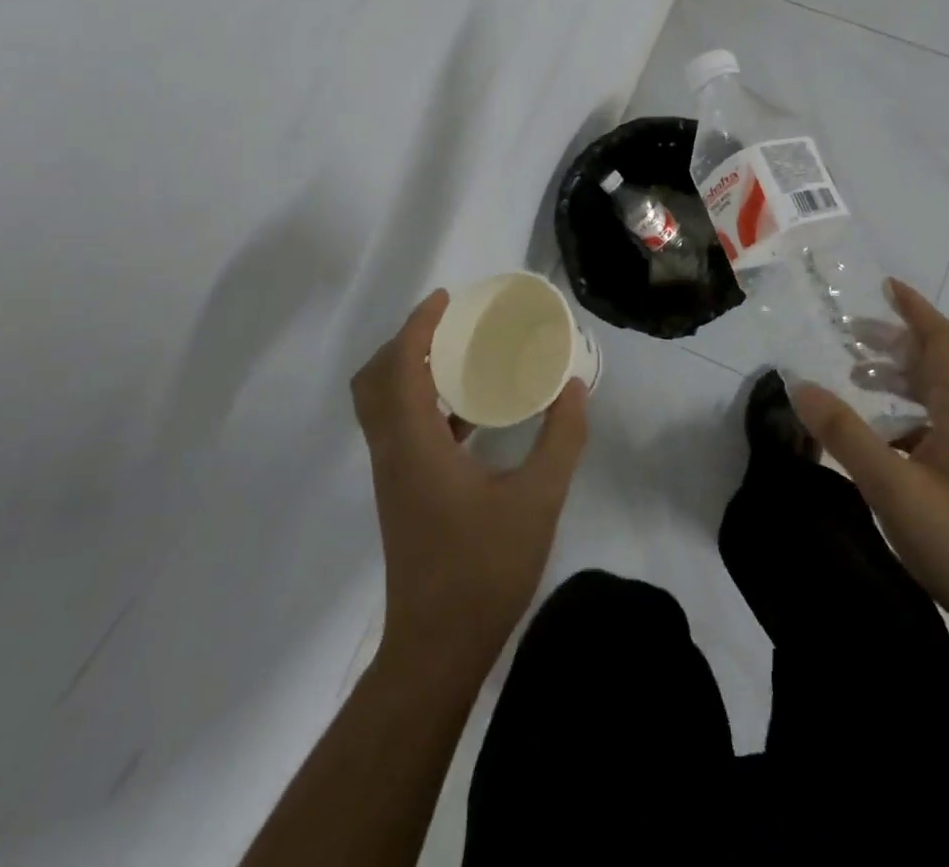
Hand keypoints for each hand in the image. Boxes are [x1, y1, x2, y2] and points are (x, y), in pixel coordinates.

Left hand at [351, 291, 588, 668]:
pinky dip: (424, 405)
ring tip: (461, 357)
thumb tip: (573, 387)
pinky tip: (470, 414)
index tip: (447, 299)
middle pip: (375, 381)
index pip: (401, 367)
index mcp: (415, 445)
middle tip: (449, 326)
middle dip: (405, 344)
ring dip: (411, 373)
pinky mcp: (403, 495)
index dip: (418, 326)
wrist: (437, 649)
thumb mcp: (538, 500)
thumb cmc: (483, 570)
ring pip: (383, 407)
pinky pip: (401, 430)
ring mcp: (393, 477)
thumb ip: (561, 439)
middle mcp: (393, 453)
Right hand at [792, 279, 948, 640]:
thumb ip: (845, 435)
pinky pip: (941, 424)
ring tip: (857, 380)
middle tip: (850, 336)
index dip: (915, 309)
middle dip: (895, 342)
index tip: (886, 287)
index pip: (942, 341)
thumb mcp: (892, 486)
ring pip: (939, 395)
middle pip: (938, 364)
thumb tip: (801, 386)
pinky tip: (882, 440)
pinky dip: (908, 414)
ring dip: (899, 378)